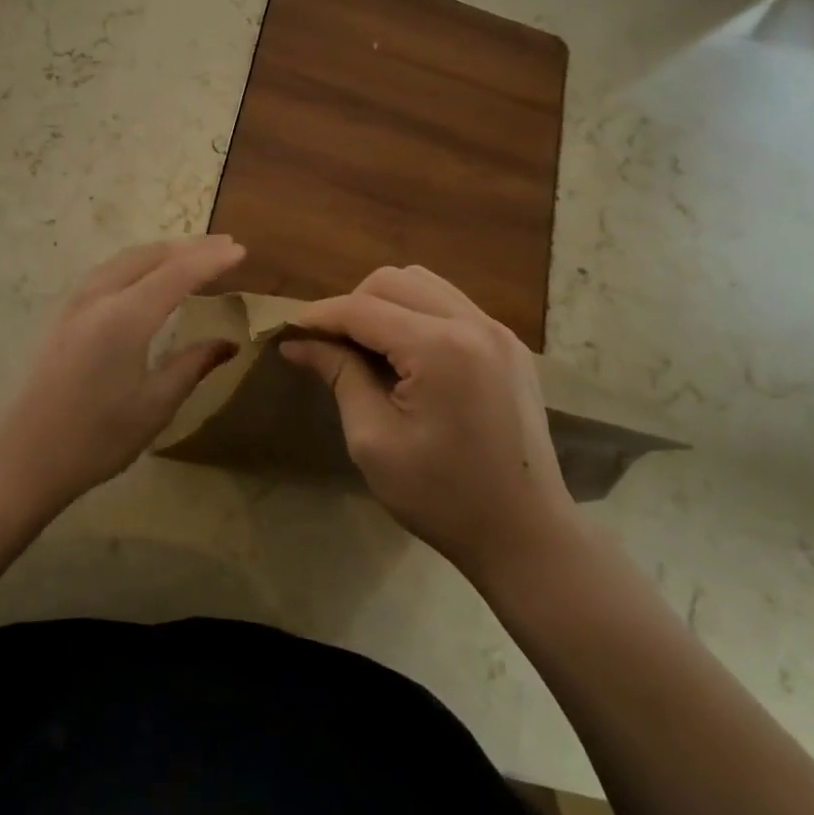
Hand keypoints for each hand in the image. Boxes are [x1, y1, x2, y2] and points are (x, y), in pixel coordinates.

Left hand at [0, 236, 245, 512]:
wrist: (21, 459)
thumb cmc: (95, 439)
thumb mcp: (154, 406)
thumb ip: (192, 366)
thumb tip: (227, 344)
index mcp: (125, 317)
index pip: (177, 273)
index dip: (211, 260)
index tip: (241, 249)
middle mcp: (98, 297)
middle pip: (150, 256)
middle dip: (189, 247)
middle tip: (224, 245)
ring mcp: (74, 303)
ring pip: (125, 259)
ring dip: (162, 251)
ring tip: (192, 254)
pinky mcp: (62, 315)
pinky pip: (107, 271)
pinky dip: (137, 263)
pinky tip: (146, 276)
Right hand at [281, 265, 578, 586]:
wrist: (526, 533)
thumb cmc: (442, 497)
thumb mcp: (374, 440)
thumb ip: (339, 376)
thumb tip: (299, 343)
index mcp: (439, 348)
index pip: (362, 308)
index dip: (318, 316)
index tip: (287, 333)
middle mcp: (473, 323)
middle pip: (393, 281)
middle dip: (352, 305)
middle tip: (330, 346)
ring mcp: (498, 331)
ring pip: (424, 283)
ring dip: (386, 303)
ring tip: (367, 347)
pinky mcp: (509, 346)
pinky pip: (451, 304)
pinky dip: (417, 313)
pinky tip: (406, 354)